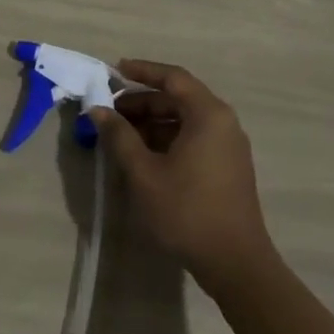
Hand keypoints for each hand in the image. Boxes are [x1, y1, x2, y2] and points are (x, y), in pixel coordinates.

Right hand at [89, 59, 275, 290]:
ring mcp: (228, 146)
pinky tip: (142, 154)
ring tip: (120, 134)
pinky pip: (193, 138)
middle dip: (142, 101)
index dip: (142, 71)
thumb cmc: (186, 211)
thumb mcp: (143, 172)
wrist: (235, 263)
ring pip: (184, 120)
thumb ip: (119, 136)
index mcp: (208, 115)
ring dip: (152, 121)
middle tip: (109, 111)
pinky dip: (167, 138)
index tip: (114, 70)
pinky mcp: (227, 167)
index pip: (173, 77)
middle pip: (178, 98)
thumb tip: (98, 110)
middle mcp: (223, 123)